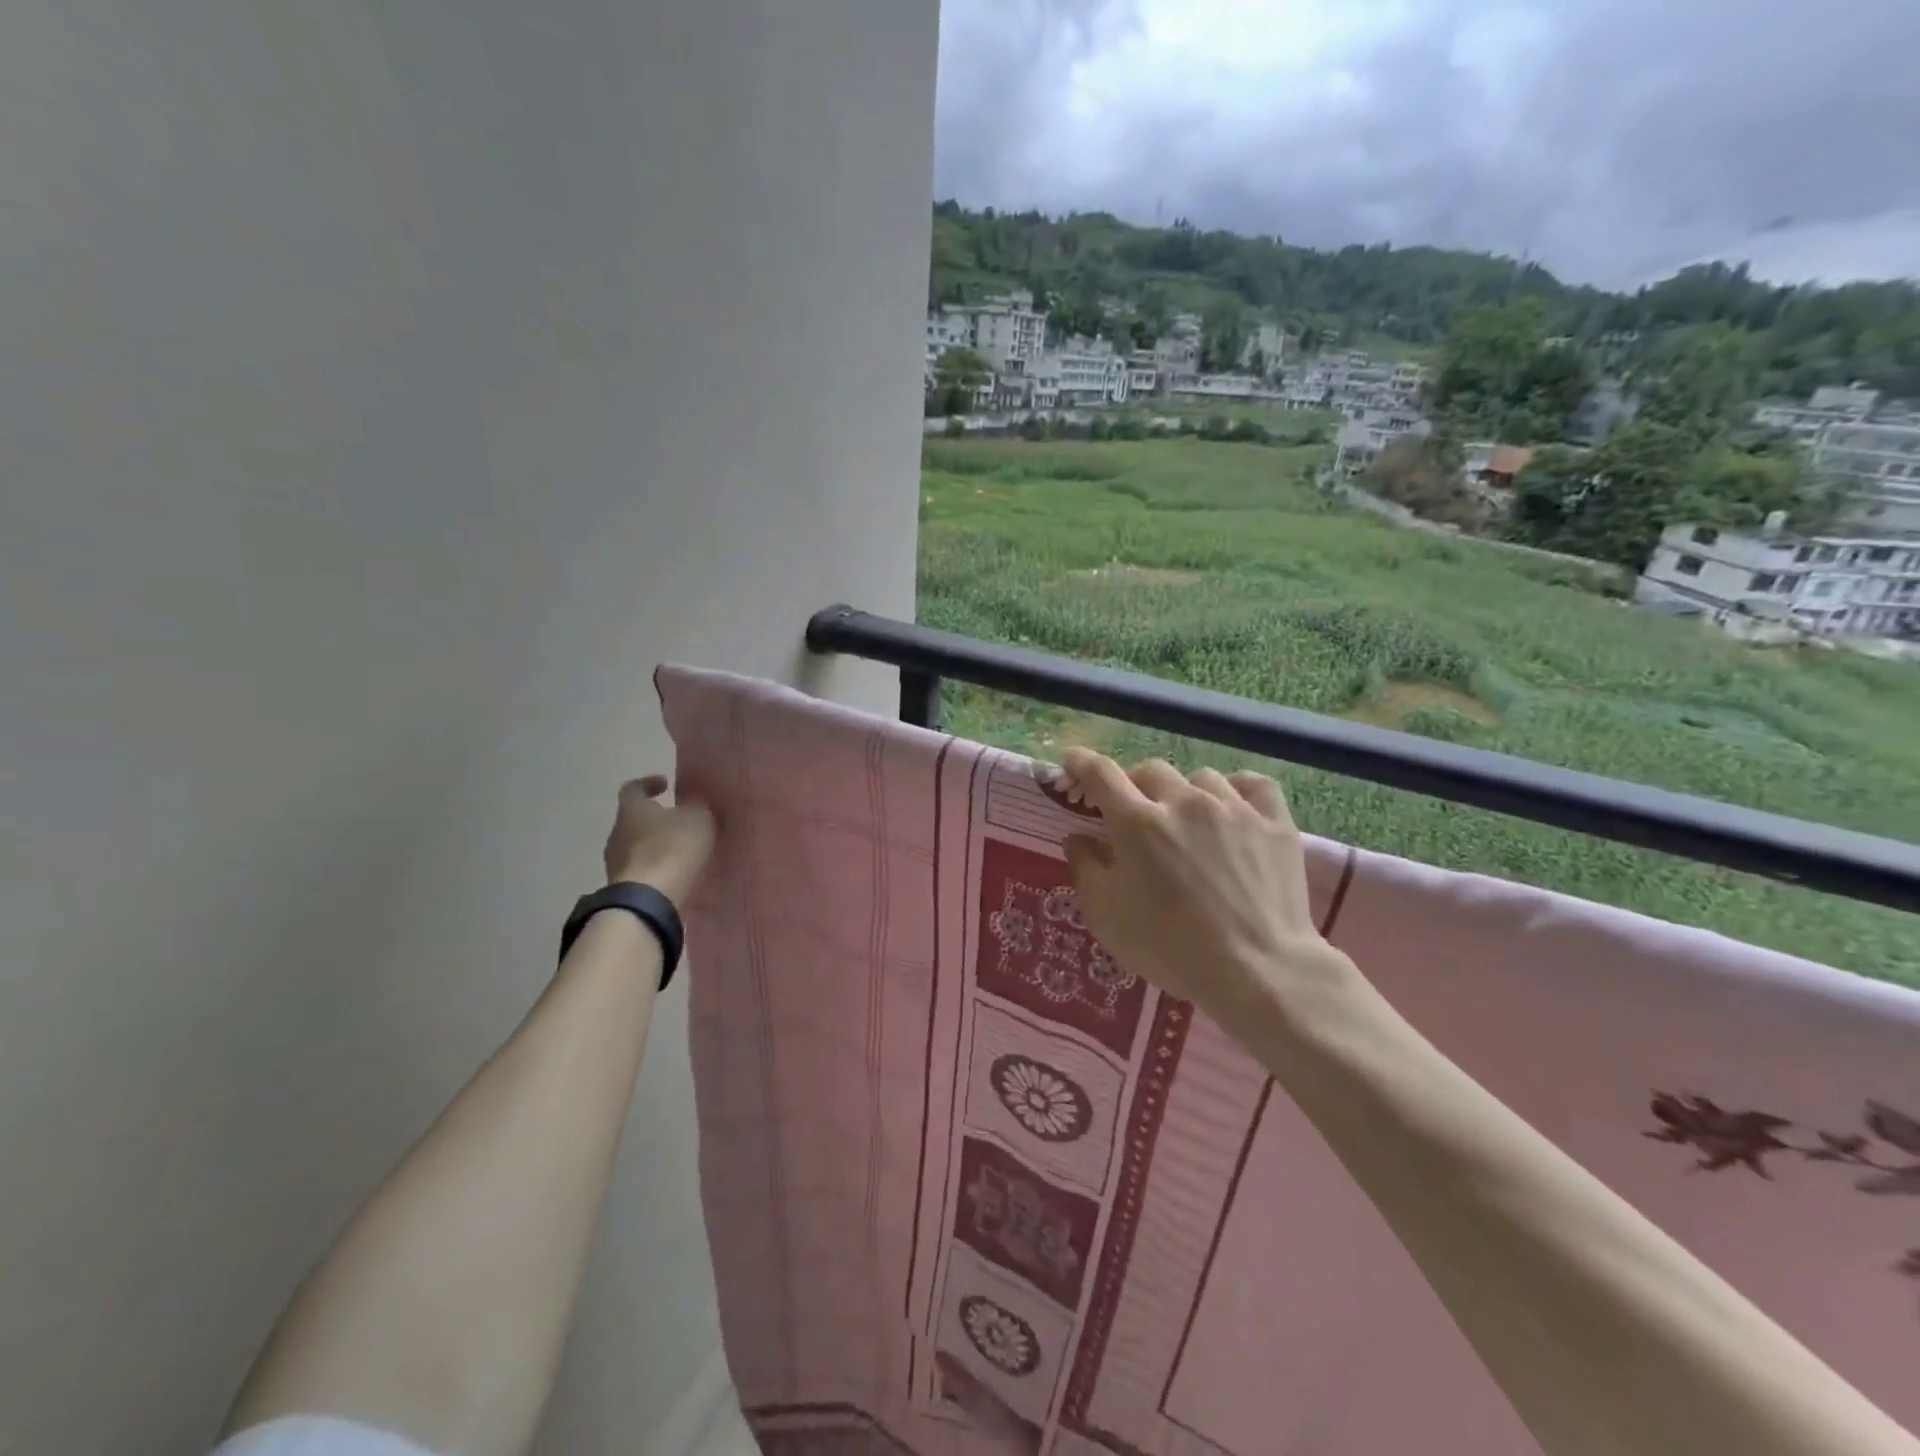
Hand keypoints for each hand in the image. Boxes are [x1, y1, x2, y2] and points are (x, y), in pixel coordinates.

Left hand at [602, 775, 715, 907]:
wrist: (648, 901)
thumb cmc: (671, 849)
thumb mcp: (698, 820)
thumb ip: (698, 808)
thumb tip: (695, 804)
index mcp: (632, 808)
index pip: (633, 788)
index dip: (648, 783)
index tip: (665, 784)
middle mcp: (617, 831)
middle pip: (634, 818)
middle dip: (655, 817)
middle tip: (679, 819)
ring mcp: (615, 862)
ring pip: (636, 845)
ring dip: (655, 844)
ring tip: (681, 849)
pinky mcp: (622, 886)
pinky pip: (641, 869)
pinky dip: (656, 866)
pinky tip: (675, 872)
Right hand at [1060, 749, 1357, 1032]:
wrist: (1257, 971)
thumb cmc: (1170, 948)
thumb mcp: (1107, 917)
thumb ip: (1086, 869)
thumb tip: (1078, 838)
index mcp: (1137, 823)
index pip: (1100, 773)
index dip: (1082, 763)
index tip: (1073, 763)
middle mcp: (1183, 802)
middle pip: (1149, 770)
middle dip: (1134, 784)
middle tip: (1134, 812)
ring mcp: (1233, 808)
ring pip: (1200, 777)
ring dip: (1184, 791)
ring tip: (1188, 819)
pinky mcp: (1274, 822)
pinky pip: (1252, 784)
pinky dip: (1237, 789)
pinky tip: (1232, 808)